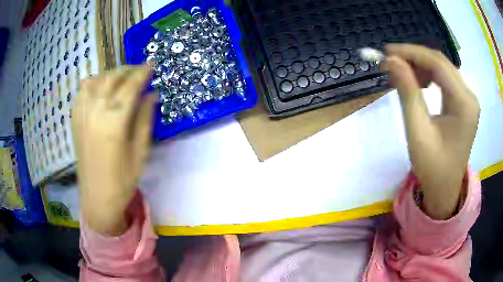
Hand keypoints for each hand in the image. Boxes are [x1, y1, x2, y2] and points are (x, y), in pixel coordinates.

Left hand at [71, 65, 155, 234]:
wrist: (96, 198)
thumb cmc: (122, 181)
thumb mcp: (140, 153)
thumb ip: (145, 120)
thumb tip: (152, 95)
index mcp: (113, 122)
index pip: (130, 87)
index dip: (142, 73)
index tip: (151, 65)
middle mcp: (95, 112)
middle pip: (112, 78)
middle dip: (128, 70)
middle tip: (139, 70)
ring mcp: (81, 114)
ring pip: (96, 80)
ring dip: (111, 74)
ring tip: (121, 77)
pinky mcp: (75, 120)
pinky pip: (82, 91)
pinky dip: (93, 83)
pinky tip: (100, 87)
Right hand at [381, 44, 479, 219]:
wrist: (444, 189)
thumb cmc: (432, 167)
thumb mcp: (418, 131)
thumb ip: (407, 93)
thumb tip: (391, 61)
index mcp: (464, 104)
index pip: (438, 64)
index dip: (411, 52)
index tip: (387, 51)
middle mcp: (470, 97)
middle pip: (441, 63)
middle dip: (415, 57)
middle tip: (392, 61)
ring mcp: (468, 100)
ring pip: (443, 69)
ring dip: (421, 66)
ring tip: (404, 74)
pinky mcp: (464, 104)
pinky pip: (446, 80)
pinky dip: (429, 76)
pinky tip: (419, 83)